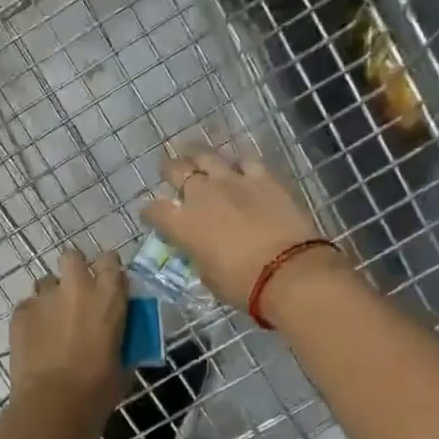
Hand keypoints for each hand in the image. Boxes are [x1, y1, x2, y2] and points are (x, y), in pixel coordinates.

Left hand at [9, 248, 127, 434]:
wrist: (53, 405)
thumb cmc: (97, 390)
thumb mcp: (122, 365)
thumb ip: (120, 341)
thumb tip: (118, 341)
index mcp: (108, 297)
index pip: (111, 261)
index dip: (108, 269)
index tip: (109, 283)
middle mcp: (76, 288)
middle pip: (72, 256)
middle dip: (74, 268)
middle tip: (76, 293)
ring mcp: (44, 298)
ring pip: (46, 282)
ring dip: (51, 296)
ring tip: (52, 321)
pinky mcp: (20, 313)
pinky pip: (27, 306)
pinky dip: (32, 318)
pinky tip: (35, 339)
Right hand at [140, 149, 344, 313]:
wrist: (288, 272)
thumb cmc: (242, 285)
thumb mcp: (208, 276)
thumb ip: (198, 256)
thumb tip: (201, 249)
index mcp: (182, 224)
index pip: (155, 210)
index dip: (150, 212)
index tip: (151, 215)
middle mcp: (201, 195)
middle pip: (176, 169)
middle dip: (169, 169)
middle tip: (170, 171)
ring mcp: (232, 181)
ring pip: (206, 154)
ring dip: (197, 154)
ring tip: (194, 153)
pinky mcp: (262, 178)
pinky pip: (245, 160)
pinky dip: (238, 162)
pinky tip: (238, 166)